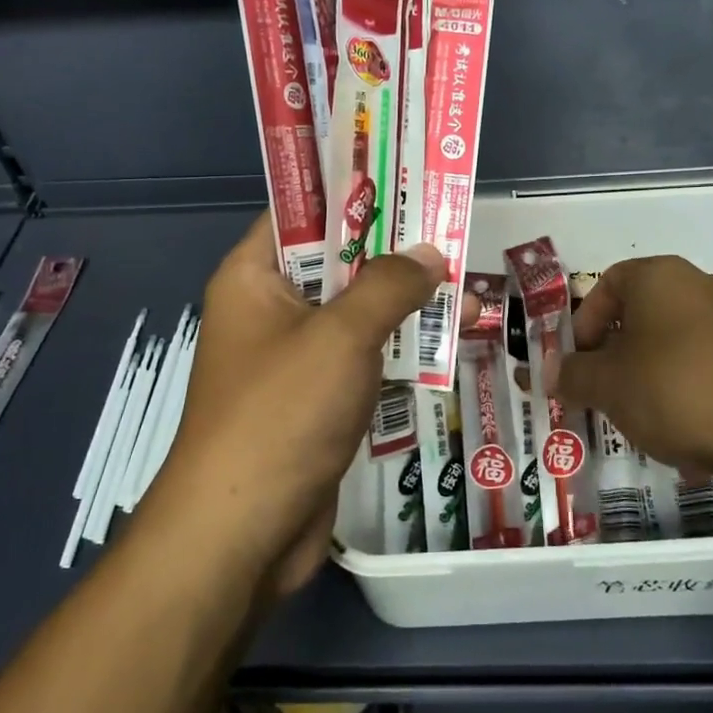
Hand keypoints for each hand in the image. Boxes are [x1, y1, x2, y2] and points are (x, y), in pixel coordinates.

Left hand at [138, 213, 445, 596]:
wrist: (242, 534)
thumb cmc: (281, 415)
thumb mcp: (341, 336)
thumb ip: (390, 286)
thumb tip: (431, 253)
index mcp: (254, 277)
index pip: (302, 211)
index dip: (353, 191)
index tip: (408, 179)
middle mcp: (270, 311)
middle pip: (338, 263)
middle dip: (396, 254)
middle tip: (454, 234)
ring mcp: (294, 360)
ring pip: (357, 315)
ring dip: (406, 307)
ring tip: (469, 291)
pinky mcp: (316, 402)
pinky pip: (362, 361)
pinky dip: (399, 352)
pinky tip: (448, 345)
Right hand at [555, 256, 712, 478]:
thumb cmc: (677, 390)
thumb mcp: (608, 386)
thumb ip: (572, 375)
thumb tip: (547, 372)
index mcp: (661, 277)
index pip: (608, 283)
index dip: (585, 322)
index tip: (581, 363)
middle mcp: (704, 285)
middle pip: (645, 313)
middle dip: (620, 353)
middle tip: (608, 393)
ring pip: (681, 342)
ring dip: (656, 373)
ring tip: (649, 418)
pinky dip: (696, 390)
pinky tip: (694, 431)